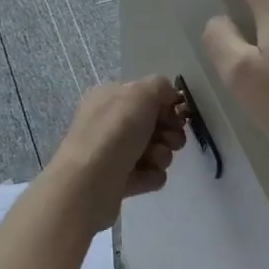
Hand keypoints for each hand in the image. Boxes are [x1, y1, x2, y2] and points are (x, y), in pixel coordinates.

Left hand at [48, 77, 188, 229]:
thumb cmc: (116, 131)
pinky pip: (148, 174)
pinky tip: (145, 176)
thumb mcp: (141, 93)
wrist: (90, 182)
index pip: (146, 95)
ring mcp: (113, 153)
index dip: (167, 104)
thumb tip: (169, 95)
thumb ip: (160, 86)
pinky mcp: (118, 181)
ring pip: (155, 150)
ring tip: (153, 159)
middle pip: (154, 124)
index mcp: (110, 97)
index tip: (178, 114)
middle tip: (169, 139)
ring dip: (162, 154)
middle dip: (169, 132)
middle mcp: (110, 123)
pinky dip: (151, 175)